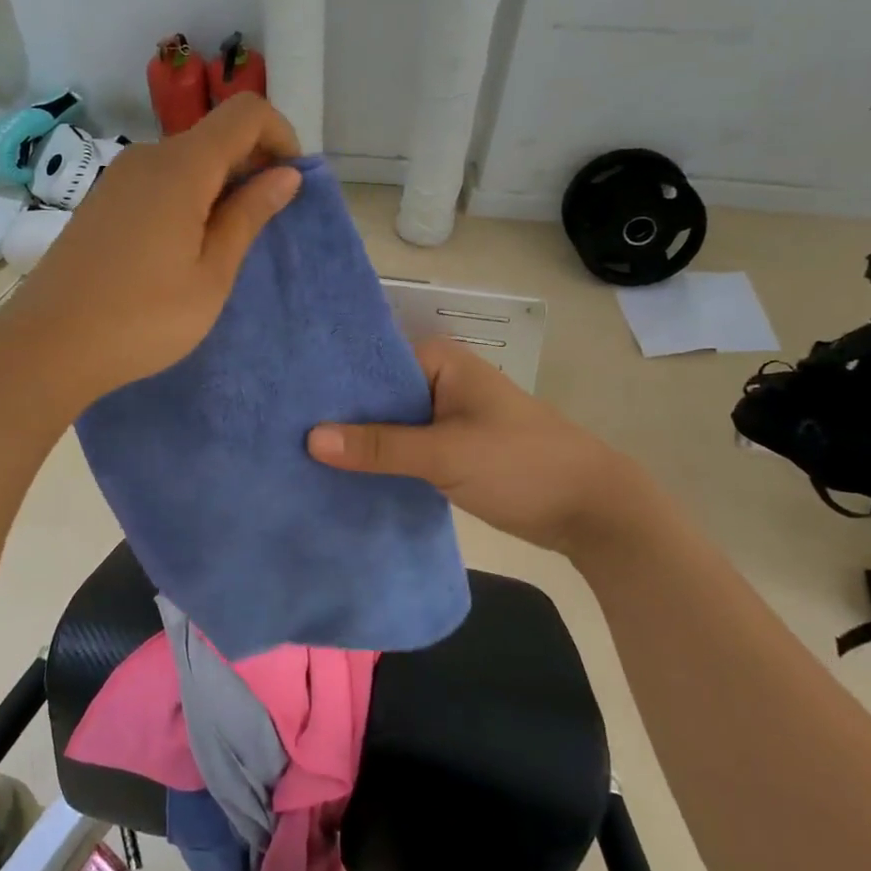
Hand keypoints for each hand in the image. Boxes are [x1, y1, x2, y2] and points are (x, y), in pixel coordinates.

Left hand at [0, 94, 301, 414]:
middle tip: (262, 225)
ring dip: (217, 186)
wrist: (47, 345)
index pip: (245, 113)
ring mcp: (117, 179)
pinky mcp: (100, 202)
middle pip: (214, 135)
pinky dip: (186, 197)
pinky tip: (181, 249)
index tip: (290, 183)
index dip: (280, 135)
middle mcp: (147, 158)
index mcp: (181, 167)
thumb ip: (248, 216)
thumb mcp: (211, 274)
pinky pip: (158, 181)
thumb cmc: (143, 318)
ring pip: (185, 160)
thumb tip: (285, 174)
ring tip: (222, 246)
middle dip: (251, 165)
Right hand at [306, 338, 639, 551]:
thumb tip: (310, 439)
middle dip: (338, 413)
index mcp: (439, 361)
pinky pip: (402, 448)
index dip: (330, 379)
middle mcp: (437, 381)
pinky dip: (378, 459)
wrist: (591, 510)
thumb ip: (380, 446)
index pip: (369, 361)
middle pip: (375, 394)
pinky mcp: (447, 450)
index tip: (283, 397)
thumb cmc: (522, 464)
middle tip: (279, 428)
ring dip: (357, 440)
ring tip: (295, 451)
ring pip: (387, 424)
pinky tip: (339, 474)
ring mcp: (442, 417)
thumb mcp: (447, 453)